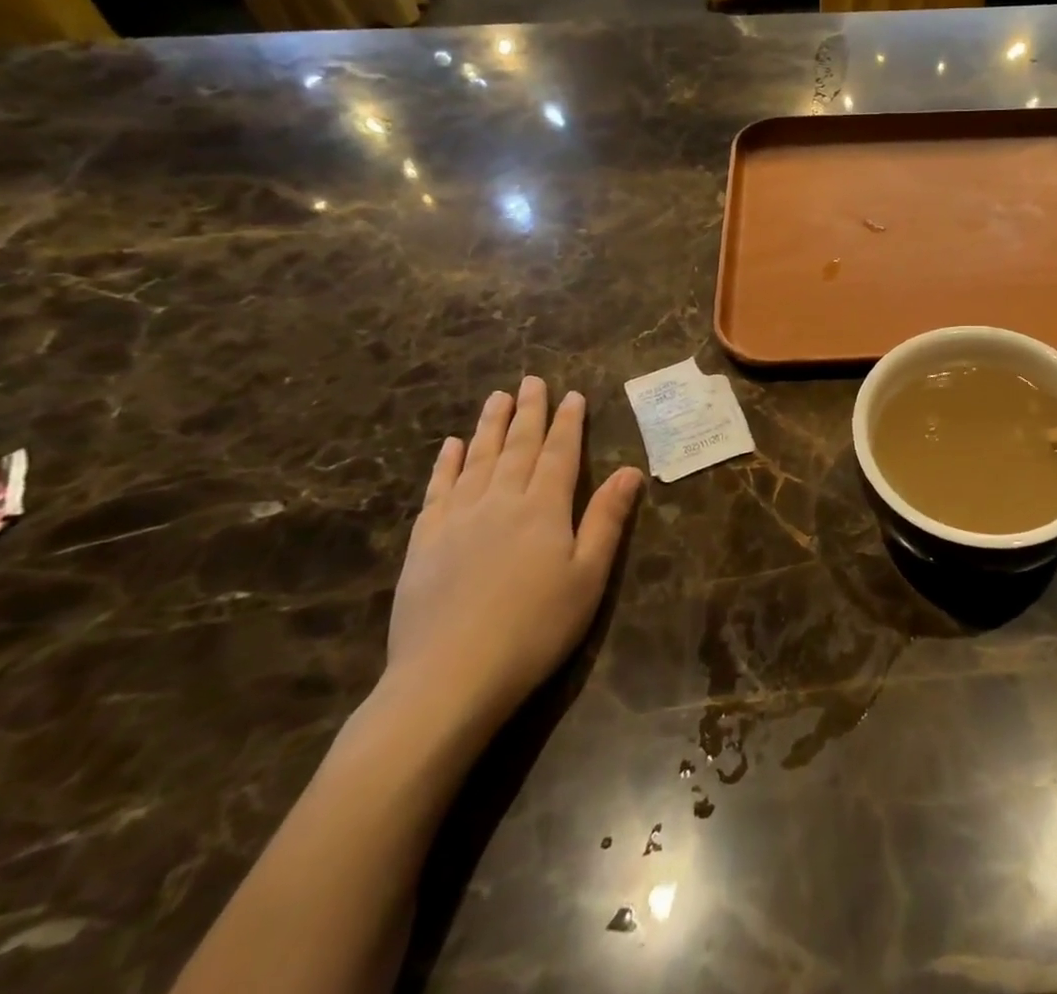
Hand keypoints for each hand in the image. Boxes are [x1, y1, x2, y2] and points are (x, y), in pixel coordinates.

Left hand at [384, 378, 642, 731]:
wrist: (450, 677)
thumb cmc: (534, 628)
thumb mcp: (588, 577)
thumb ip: (607, 519)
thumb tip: (632, 470)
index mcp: (544, 508)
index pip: (559, 453)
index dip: (568, 423)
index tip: (572, 395)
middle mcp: (500, 500)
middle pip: (517, 446)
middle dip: (528, 411)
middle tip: (531, 380)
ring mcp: (457, 518)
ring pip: (477, 458)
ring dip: (489, 425)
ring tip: (496, 397)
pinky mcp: (424, 541)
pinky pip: (438, 489)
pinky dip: (446, 463)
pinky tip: (451, 446)